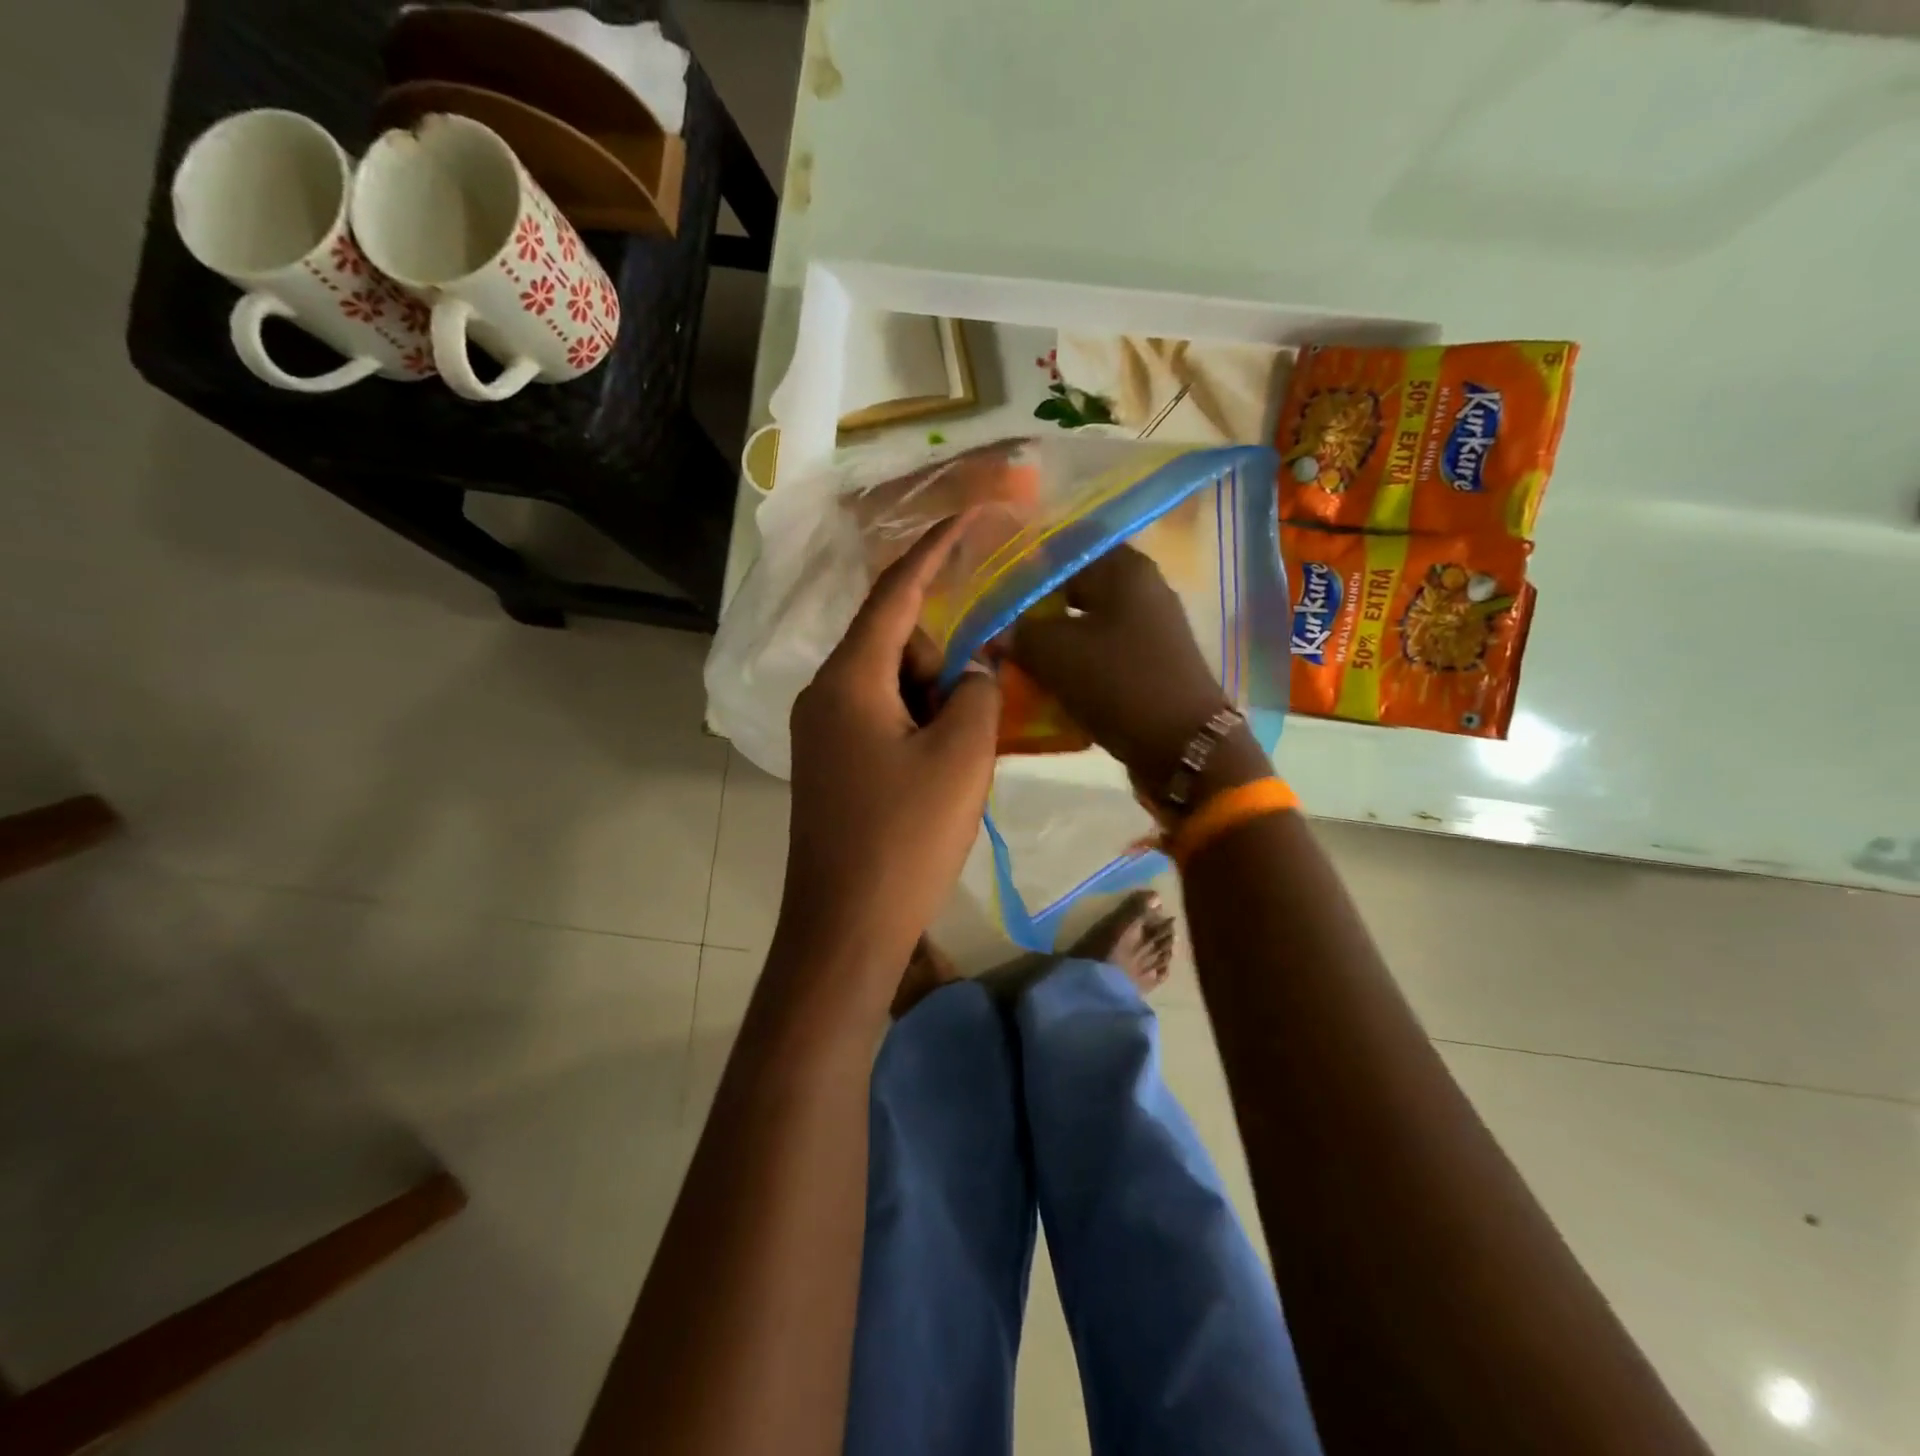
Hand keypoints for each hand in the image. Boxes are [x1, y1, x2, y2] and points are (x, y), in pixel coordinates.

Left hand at [778, 515, 1000, 994]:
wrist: (845, 929)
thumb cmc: (905, 838)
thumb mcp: (961, 757)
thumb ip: (977, 692)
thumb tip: (976, 667)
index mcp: (849, 679)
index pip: (896, 593)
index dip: (936, 549)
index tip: (973, 516)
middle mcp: (824, 694)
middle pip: (897, 644)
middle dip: (944, 664)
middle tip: (972, 722)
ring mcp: (822, 732)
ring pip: (892, 686)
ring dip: (935, 704)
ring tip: (957, 763)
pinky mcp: (830, 764)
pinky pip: (881, 720)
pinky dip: (918, 728)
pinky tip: (936, 776)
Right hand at [1010, 545, 1248, 794]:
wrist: (1184, 745)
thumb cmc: (1119, 683)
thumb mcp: (1056, 654)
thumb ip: (1019, 633)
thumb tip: (996, 631)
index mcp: (1125, 568)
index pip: (1066, 547)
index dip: (1027, 563)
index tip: (993, 585)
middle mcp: (1143, 588)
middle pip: (1076, 586)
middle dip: (1036, 606)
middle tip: (999, 624)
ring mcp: (1150, 627)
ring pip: (1087, 622)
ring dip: (1053, 638)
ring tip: (1015, 654)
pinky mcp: (1150, 662)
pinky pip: (1102, 652)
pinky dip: (1075, 661)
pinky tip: (1047, 678)